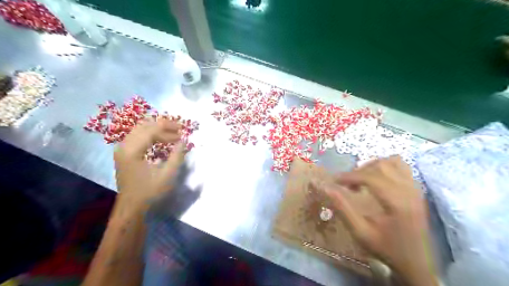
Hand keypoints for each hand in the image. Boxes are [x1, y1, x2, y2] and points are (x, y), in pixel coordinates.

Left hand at [114, 117, 185, 210]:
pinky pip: (137, 137)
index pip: (151, 130)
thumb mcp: (167, 174)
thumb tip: (184, 141)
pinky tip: (161, 141)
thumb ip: (177, 156)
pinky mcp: (124, 154)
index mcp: (132, 151)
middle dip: (163, 126)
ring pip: (139, 130)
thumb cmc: (150, 192)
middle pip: (144, 126)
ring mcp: (122, 150)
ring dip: (157, 130)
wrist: (131, 207)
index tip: (183, 130)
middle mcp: (124, 146)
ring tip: (172, 135)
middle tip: (178, 130)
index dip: (168, 128)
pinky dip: (150, 135)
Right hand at [321, 157, 436, 285]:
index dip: (349, 176)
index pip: (370, 177)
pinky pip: (401, 165)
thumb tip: (325, 187)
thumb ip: (342, 208)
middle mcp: (409, 190)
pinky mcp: (417, 188)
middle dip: (359, 172)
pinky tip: (377, 178)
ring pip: (391, 161)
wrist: (417, 262)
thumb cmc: (387, 249)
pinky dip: (386, 166)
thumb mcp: (360, 232)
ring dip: (372, 166)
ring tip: (361, 180)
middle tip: (347, 185)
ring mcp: (415, 188)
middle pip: (380, 166)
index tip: (334, 181)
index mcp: (397, 203)